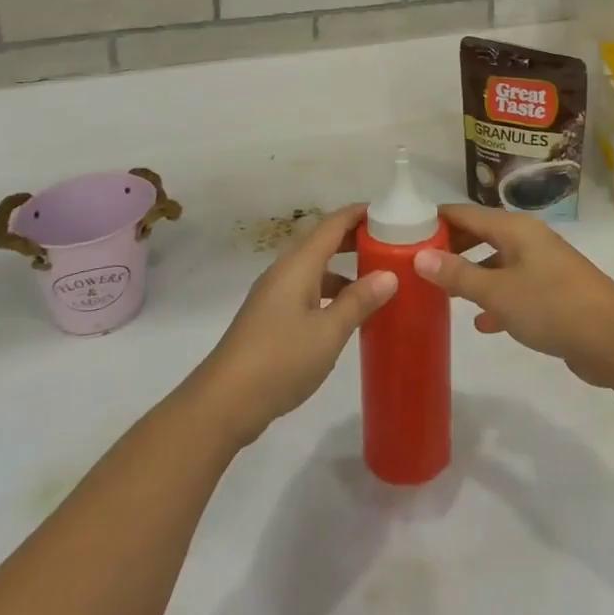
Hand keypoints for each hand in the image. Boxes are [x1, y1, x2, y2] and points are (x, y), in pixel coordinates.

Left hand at [191, 204, 396, 446]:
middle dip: (352, 238)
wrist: (223, 402)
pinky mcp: (269, 317)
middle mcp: (284, 271)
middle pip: (321, 242)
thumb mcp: (328, 332)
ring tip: (373, 279)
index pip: (332, 225)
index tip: (388, 212)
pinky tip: (343, 314)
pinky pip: (304, 289)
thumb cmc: (280, 360)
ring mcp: (273, 294)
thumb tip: (390, 274)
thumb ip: (358, 301)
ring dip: (341, 267)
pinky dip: (327, 290)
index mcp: (298, 265)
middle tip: (388, 244)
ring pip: (312, 268)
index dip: (358, 214)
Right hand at [413, 205, 613, 387]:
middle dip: (452, 247)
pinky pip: (514, 288)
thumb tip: (420, 256)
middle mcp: (529, 240)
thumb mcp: (498, 292)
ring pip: (498, 263)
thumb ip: (458, 275)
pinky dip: (495, 299)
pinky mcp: (554, 293)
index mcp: (515, 229)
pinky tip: (481, 323)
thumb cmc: (552, 306)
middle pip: (482, 235)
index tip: (406, 231)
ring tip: (442, 292)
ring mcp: (543, 266)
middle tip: (419, 264)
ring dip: (472, 275)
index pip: (466, 213)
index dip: (437, 219)